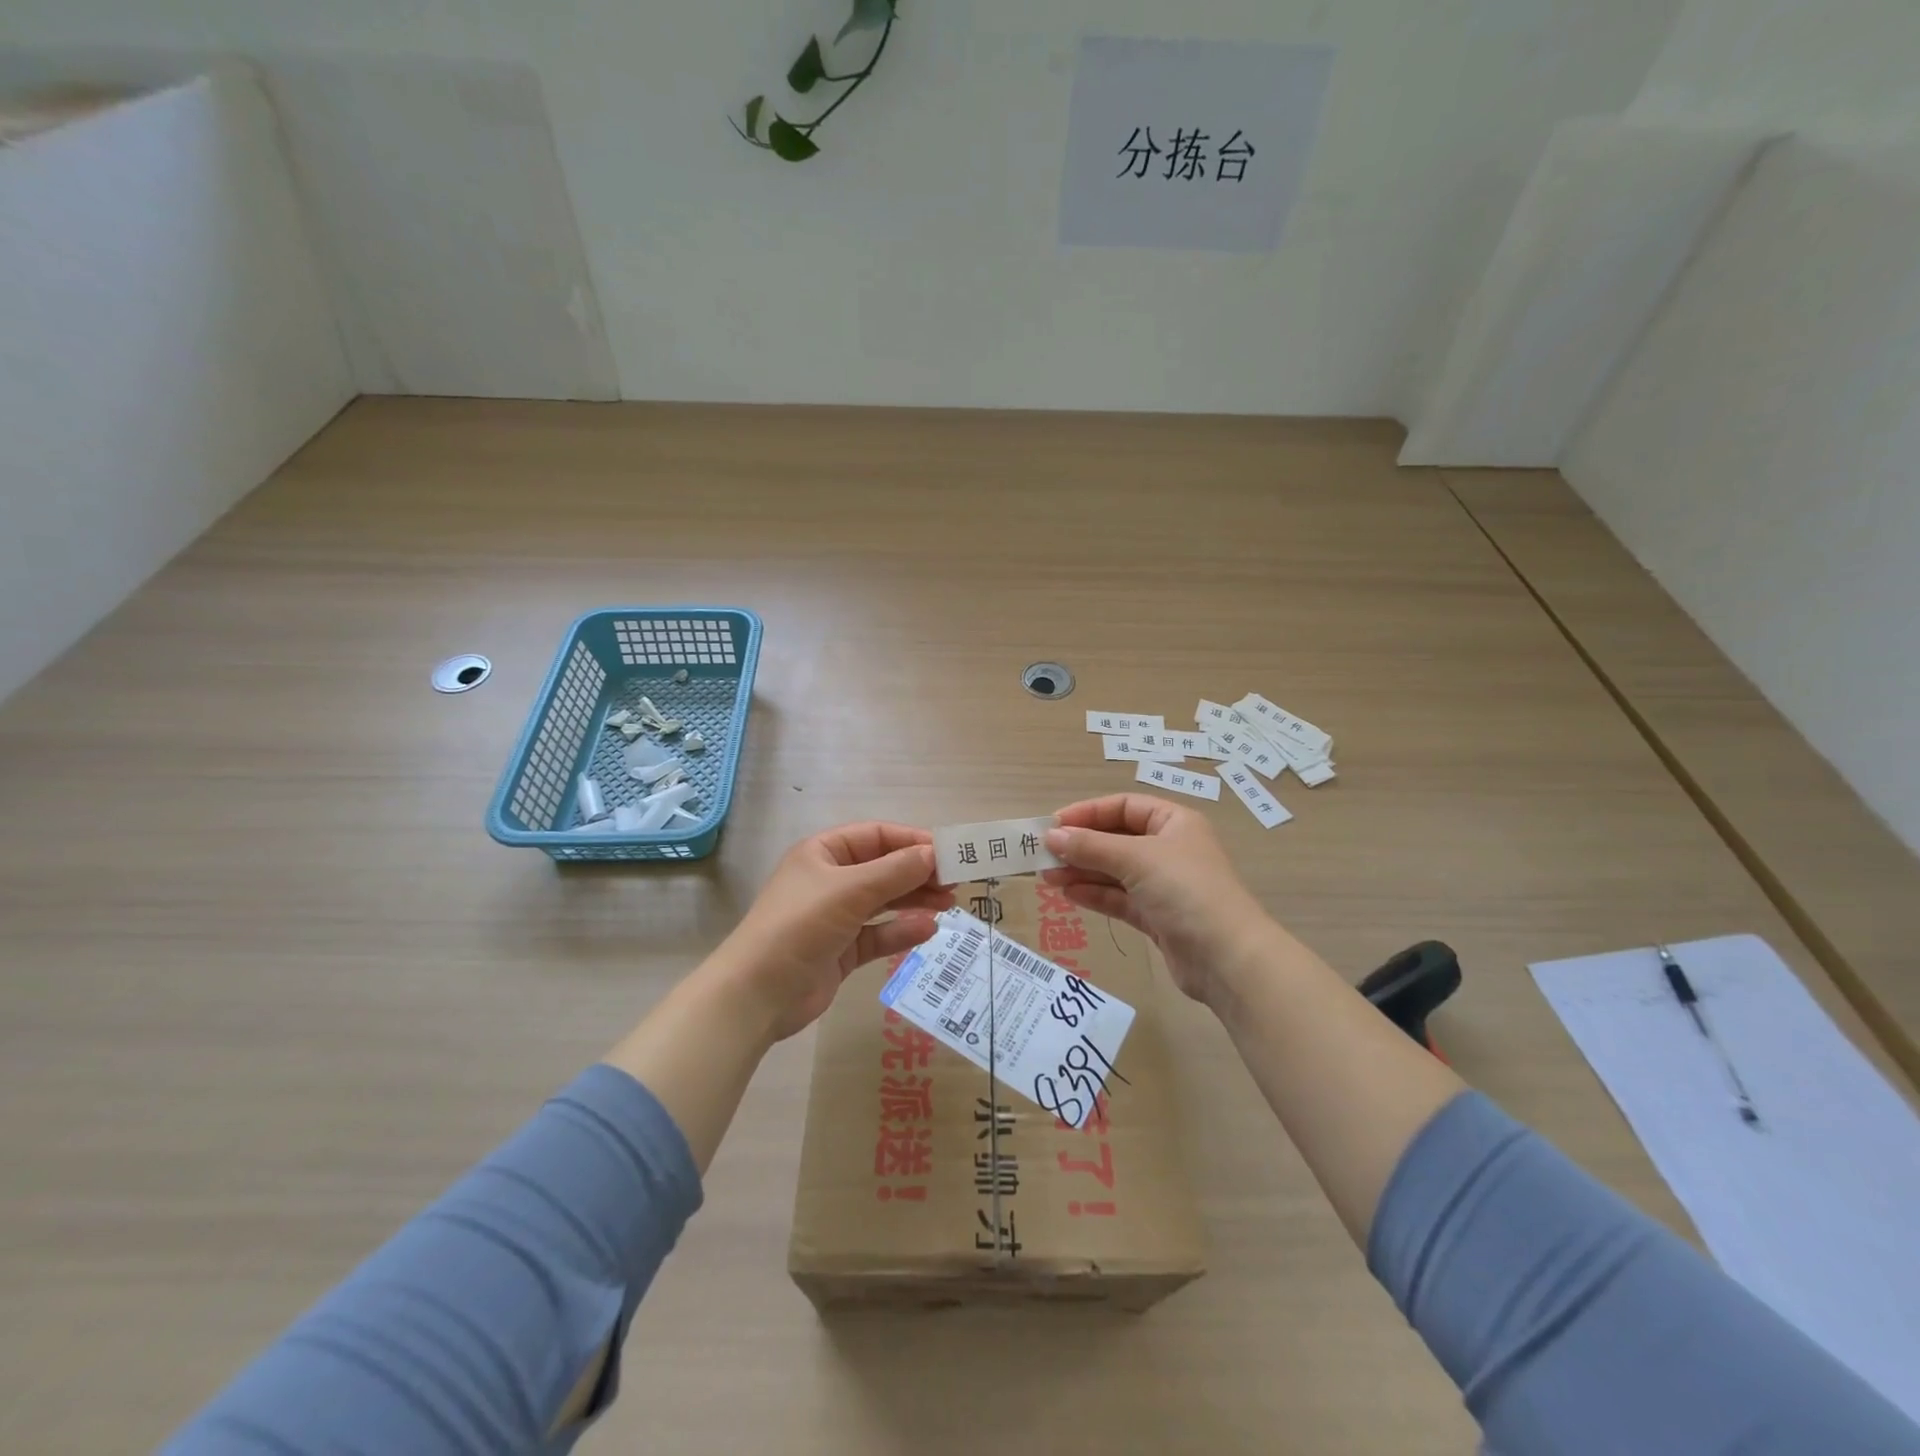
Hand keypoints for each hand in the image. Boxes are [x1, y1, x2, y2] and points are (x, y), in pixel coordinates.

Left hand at [717, 822, 954, 1040]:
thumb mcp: (850, 891)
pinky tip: (927, 931)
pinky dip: (901, 931)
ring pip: (884, 901)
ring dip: (915, 901)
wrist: (758, 994)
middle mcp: (830, 880)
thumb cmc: (800, 925)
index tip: (949, 852)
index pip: (876, 836)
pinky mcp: (842, 950)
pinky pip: (879, 934)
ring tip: (949, 905)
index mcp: (824, 853)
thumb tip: (934, 853)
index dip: (912, 841)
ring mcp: (836, 917)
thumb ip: (895, 871)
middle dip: (918, 873)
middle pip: (883, 868)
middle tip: (955, 882)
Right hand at [1044, 794, 1273, 1003]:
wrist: (1227, 957)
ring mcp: (1163, 885)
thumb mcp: (1136, 859)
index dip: (1088, 812)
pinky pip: (1119, 898)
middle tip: (1042, 854)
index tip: (1054, 825)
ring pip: (1114, 871)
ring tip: (1046, 876)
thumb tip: (1051, 836)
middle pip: (1116, 839)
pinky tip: (1068, 894)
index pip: (1124, 807)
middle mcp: (1169, 849)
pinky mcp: (1157, 917)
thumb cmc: (1185, 891)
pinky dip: (1095, 894)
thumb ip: (1091, 846)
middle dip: (1080, 845)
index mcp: (1173, 823)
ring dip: (1082, 871)